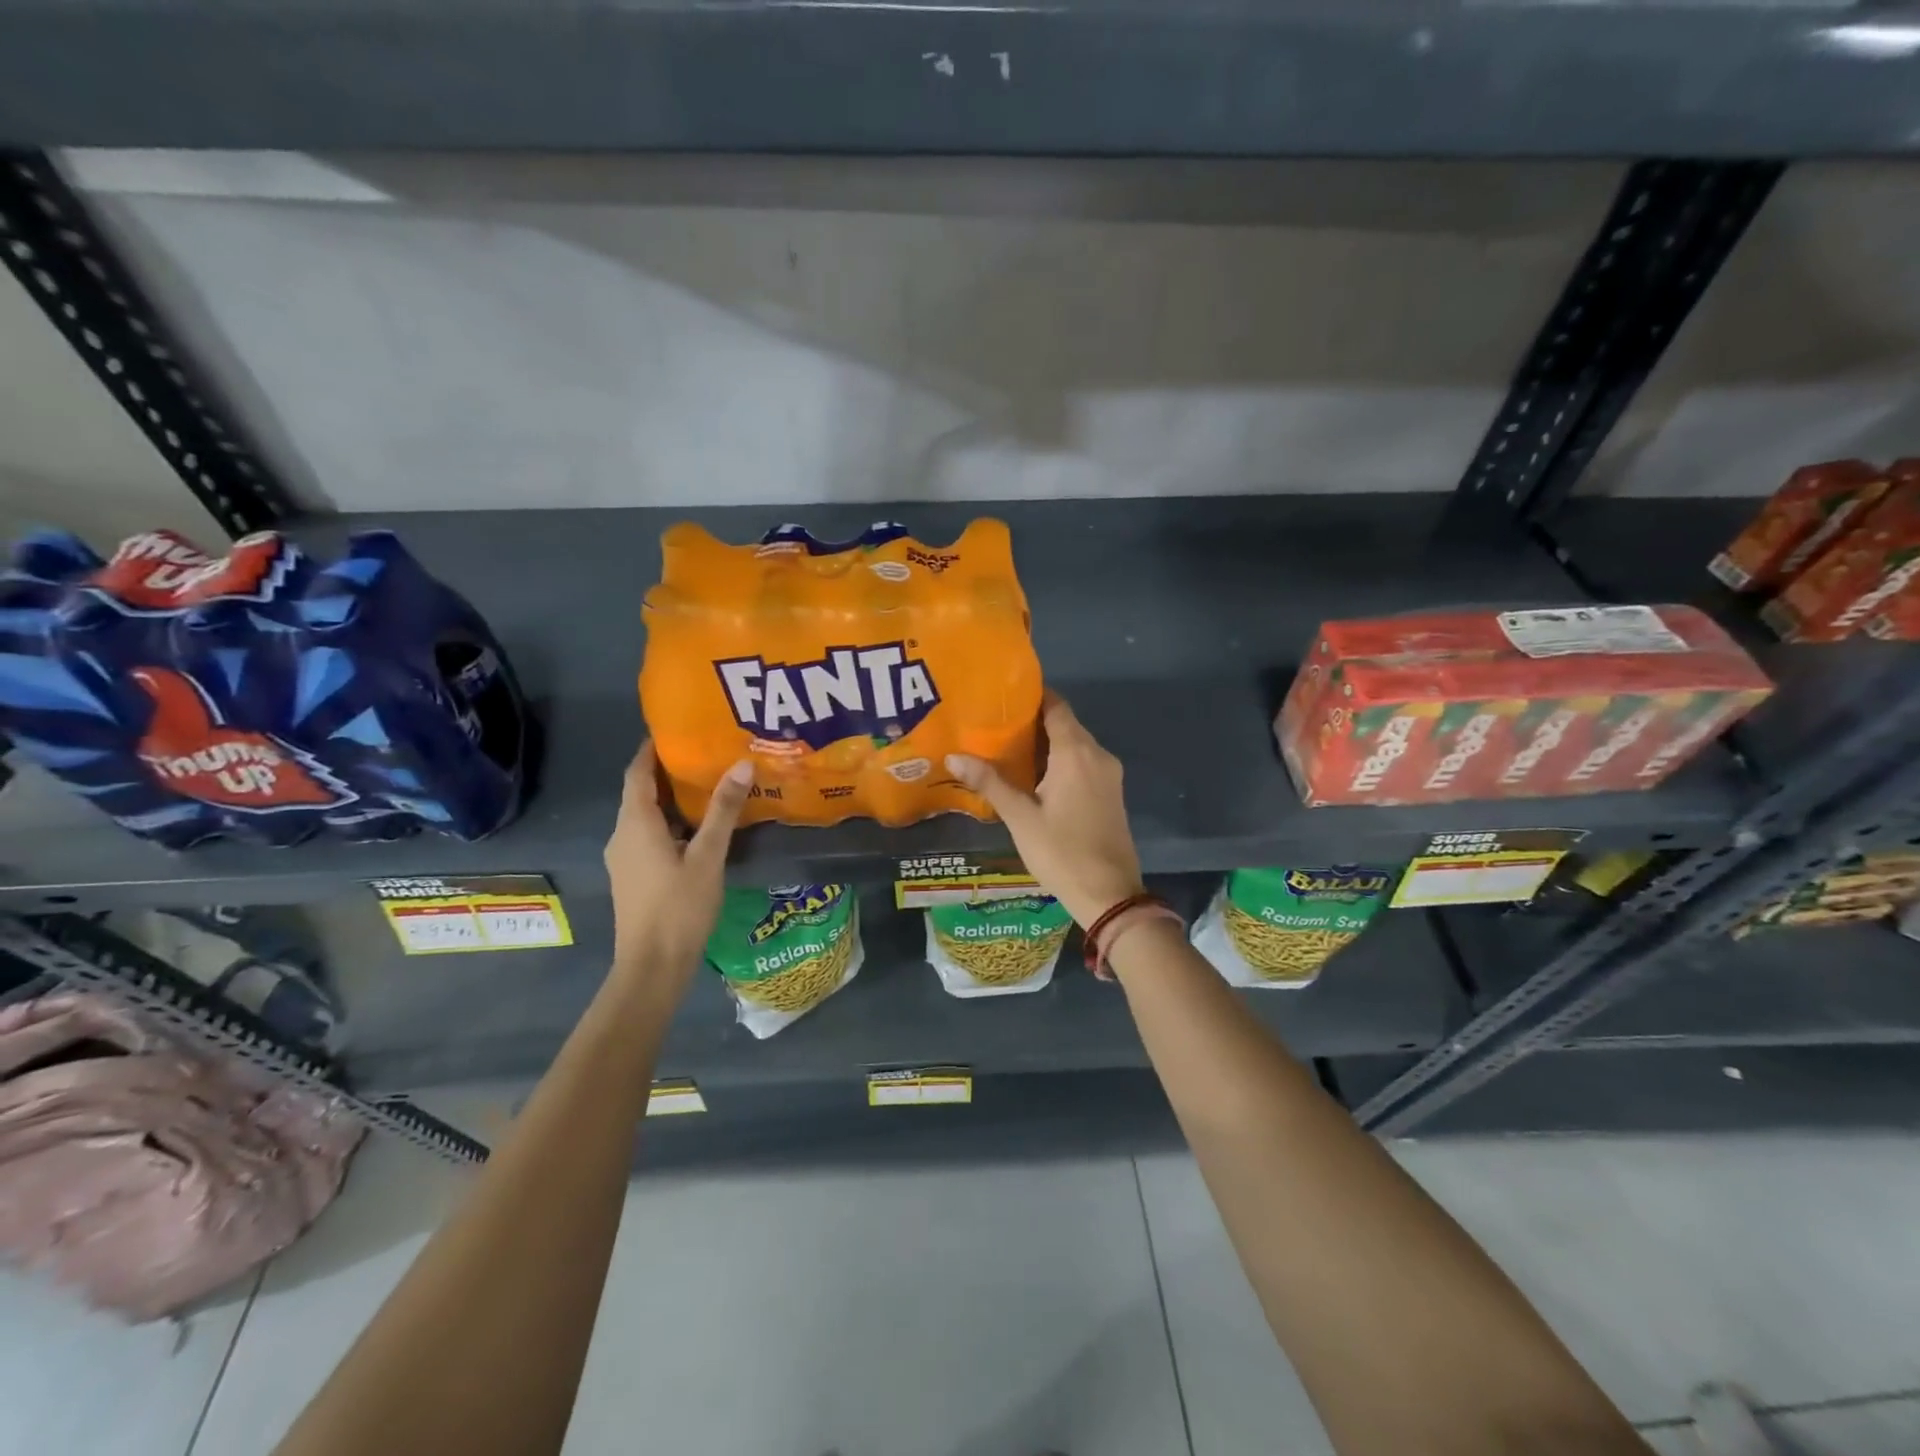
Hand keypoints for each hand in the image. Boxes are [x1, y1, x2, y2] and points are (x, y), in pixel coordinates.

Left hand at [604, 742, 753, 984]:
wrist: (653, 966)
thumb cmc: (679, 907)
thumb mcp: (708, 856)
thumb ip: (723, 810)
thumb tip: (742, 764)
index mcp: (635, 823)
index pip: (637, 772)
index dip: (652, 749)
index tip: (678, 729)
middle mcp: (622, 835)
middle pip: (641, 792)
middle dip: (668, 771)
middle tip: (705, 753)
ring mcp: (625, 858)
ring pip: (646, 816)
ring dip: (672, 799)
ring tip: (708, 784)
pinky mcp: (633, 876)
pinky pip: (649, 835)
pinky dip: (671, 822)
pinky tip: (700, 827)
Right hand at [946, 693, 1145, 927]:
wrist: (1110, 895)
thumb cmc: (1062, 852)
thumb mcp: (1020, 818)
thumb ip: (989, 783)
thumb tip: (953, 756)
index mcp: (1076, 753)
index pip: (1056, 706)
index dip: (1032, 696)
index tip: (1003, 695)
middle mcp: (1098, 755)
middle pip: (1065, 724)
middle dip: (1033, 721)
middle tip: (994, 723)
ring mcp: (1109, 775)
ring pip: (1075, 745)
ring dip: (1046, 743)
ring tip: (1007, 747)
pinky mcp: (1111, 794)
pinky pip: (1083, 764)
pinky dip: (1060, 761)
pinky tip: (1034, 775)